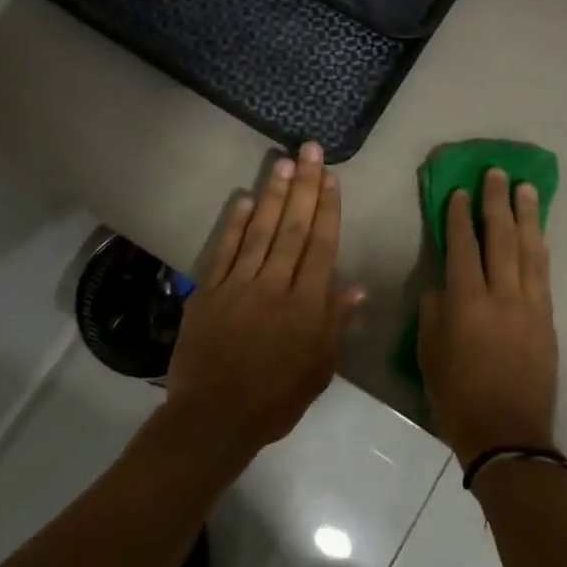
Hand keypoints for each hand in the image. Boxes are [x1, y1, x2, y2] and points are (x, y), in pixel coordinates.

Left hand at [164, 143, 364, 464]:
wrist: (214, 416)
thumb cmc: (275, 399)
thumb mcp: (319, 369)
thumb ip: (336, 324)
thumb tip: (357, 286)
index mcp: (306, 305)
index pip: (321, 246)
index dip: (327, 209)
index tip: (331, 178)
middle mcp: (274, 285)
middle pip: (293, 228)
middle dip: (304, 186)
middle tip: (310, 150)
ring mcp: (238, 285)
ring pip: (260, 231)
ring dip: (273, 194)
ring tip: (283, 161)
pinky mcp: (209, 291)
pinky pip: (225, 250)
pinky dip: (235, 223)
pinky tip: (245, 198)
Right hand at [418, 168, 558, 466]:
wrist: (508, 434)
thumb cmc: (457, 396)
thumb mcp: (428, 353)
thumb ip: (434, 312)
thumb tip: (444, 288)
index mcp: (466, 303)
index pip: (462, 247)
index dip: (459, 217)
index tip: (459, 191)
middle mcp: (501, 296)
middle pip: (500, 239)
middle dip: (496, 203)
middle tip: (497, 174)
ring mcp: (530, 306)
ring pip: (529, 251)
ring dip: (526, 217)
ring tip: (525, 189)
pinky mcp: (547, 320)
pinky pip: (543, 274)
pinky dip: (540, 248)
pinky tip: (538, 233)